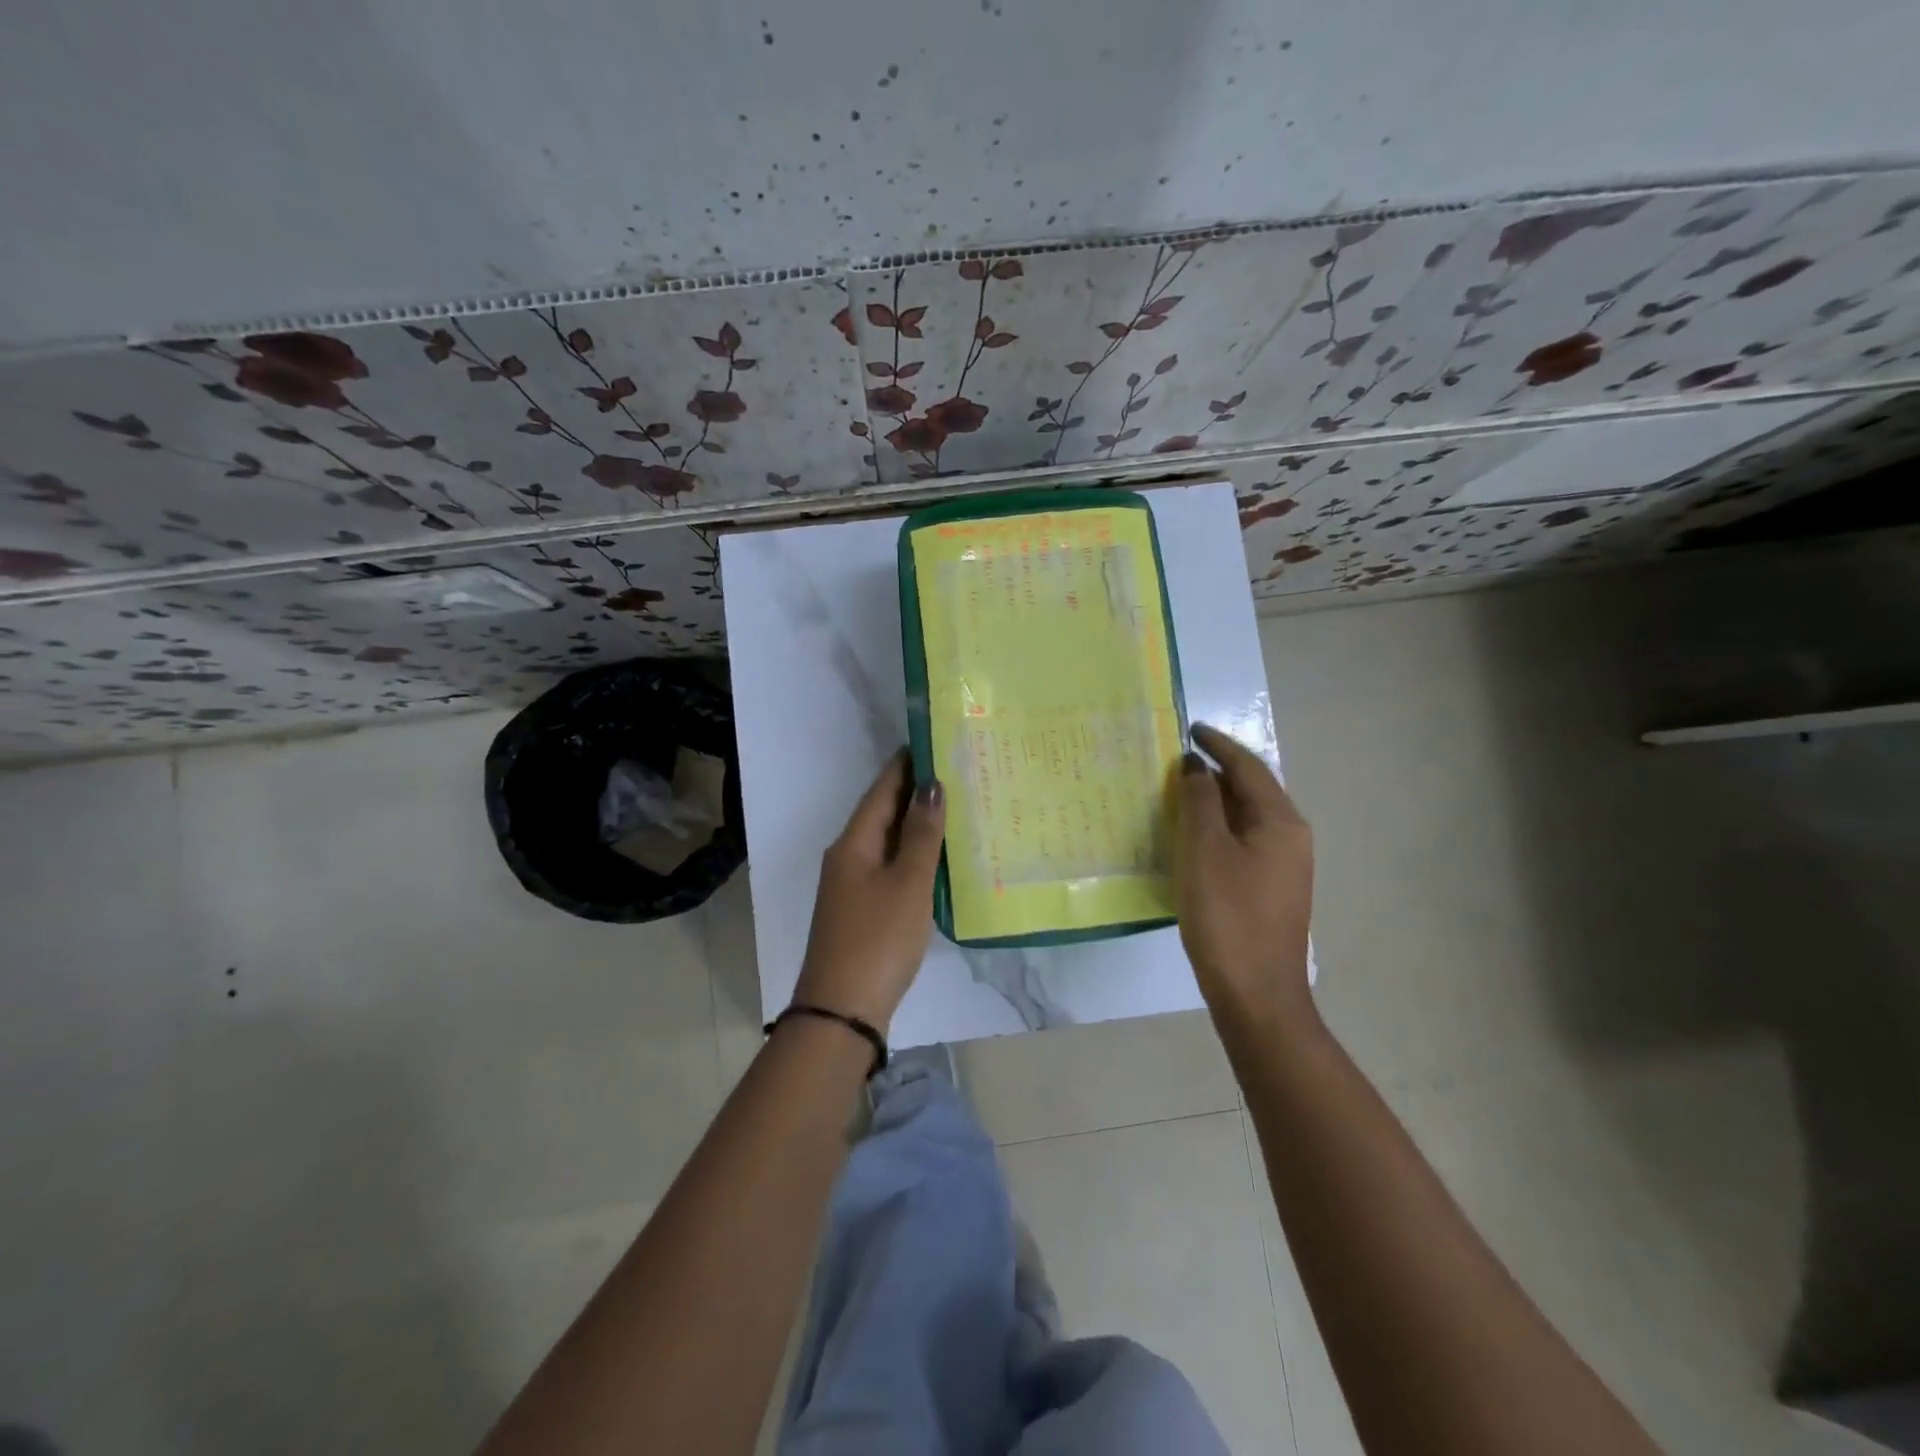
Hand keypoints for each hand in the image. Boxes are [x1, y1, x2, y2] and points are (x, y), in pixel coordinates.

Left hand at [791, 749, 945, 1030]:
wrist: (842, 1011)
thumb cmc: (878, 938)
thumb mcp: (908, 883)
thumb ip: (922, 834)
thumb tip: (932, 784)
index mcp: (854, 842)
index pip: (882, 789)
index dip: (906, 764)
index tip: (935, 740)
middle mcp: (848, 856)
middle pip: (883, 812)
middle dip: (916, 792)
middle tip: (957, 771)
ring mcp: (852, 884)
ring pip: (888, 841)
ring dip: (917, 824)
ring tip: (956, 806)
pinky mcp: (862, 909)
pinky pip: (890, 866)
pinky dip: (914, 854)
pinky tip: (938, 857)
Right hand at [1174, 722, 1315, 1032]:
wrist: (1256, 993)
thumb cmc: (1227, 915)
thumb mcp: (1204, 850)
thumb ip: (1199, 801)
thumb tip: (1196, 766)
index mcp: (1281, 821)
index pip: (1248, 767)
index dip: (1218, 744)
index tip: (1190, 728)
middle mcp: (1291, 837)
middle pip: (1251, 789)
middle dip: (1215, 771)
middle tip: (1175, 762)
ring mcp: (1285, 865)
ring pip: (1246, 817)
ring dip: (1214, 801)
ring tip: (1178, 793)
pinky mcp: (1271, 888)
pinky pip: (1243, 841)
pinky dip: (1218, 828)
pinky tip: (1192, 837)